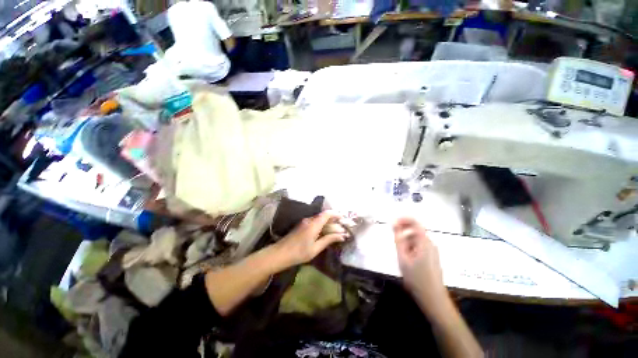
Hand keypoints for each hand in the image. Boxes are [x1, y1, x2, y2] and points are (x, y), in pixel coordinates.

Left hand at [273, 211, 346, 268]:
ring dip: (328, 223)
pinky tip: (325, 233)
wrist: (280, 253)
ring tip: (336, 232)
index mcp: (314, 224)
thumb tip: (342, 236)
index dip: (336, 214)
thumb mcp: (316, 248)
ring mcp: (305, 222)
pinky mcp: (302, 225)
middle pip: (324, 216)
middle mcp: (310, 220)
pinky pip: (315, 222)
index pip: (327, 214)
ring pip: (319, 219)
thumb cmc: (299, 253)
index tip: (344, 219)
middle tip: (342, 228)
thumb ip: (328, 240)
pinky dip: (322, 226)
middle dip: (334, 221)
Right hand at [394, 217, 447, 311]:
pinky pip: (419, 246)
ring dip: (406, 241)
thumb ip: (398, 239)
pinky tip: (406, 258)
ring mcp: (432, 251)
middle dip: (403, 232)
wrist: (433, 299)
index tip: (392, 222)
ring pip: (416, 239)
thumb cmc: (416, 278)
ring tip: (399, 253)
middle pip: (415, 231)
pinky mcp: (432, 257)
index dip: (403, 219)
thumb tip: (394, 224)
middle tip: (393, 240)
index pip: (415, 223)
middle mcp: (430, 244)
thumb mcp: (403, 258)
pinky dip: (410, 247)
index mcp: (425, 242)